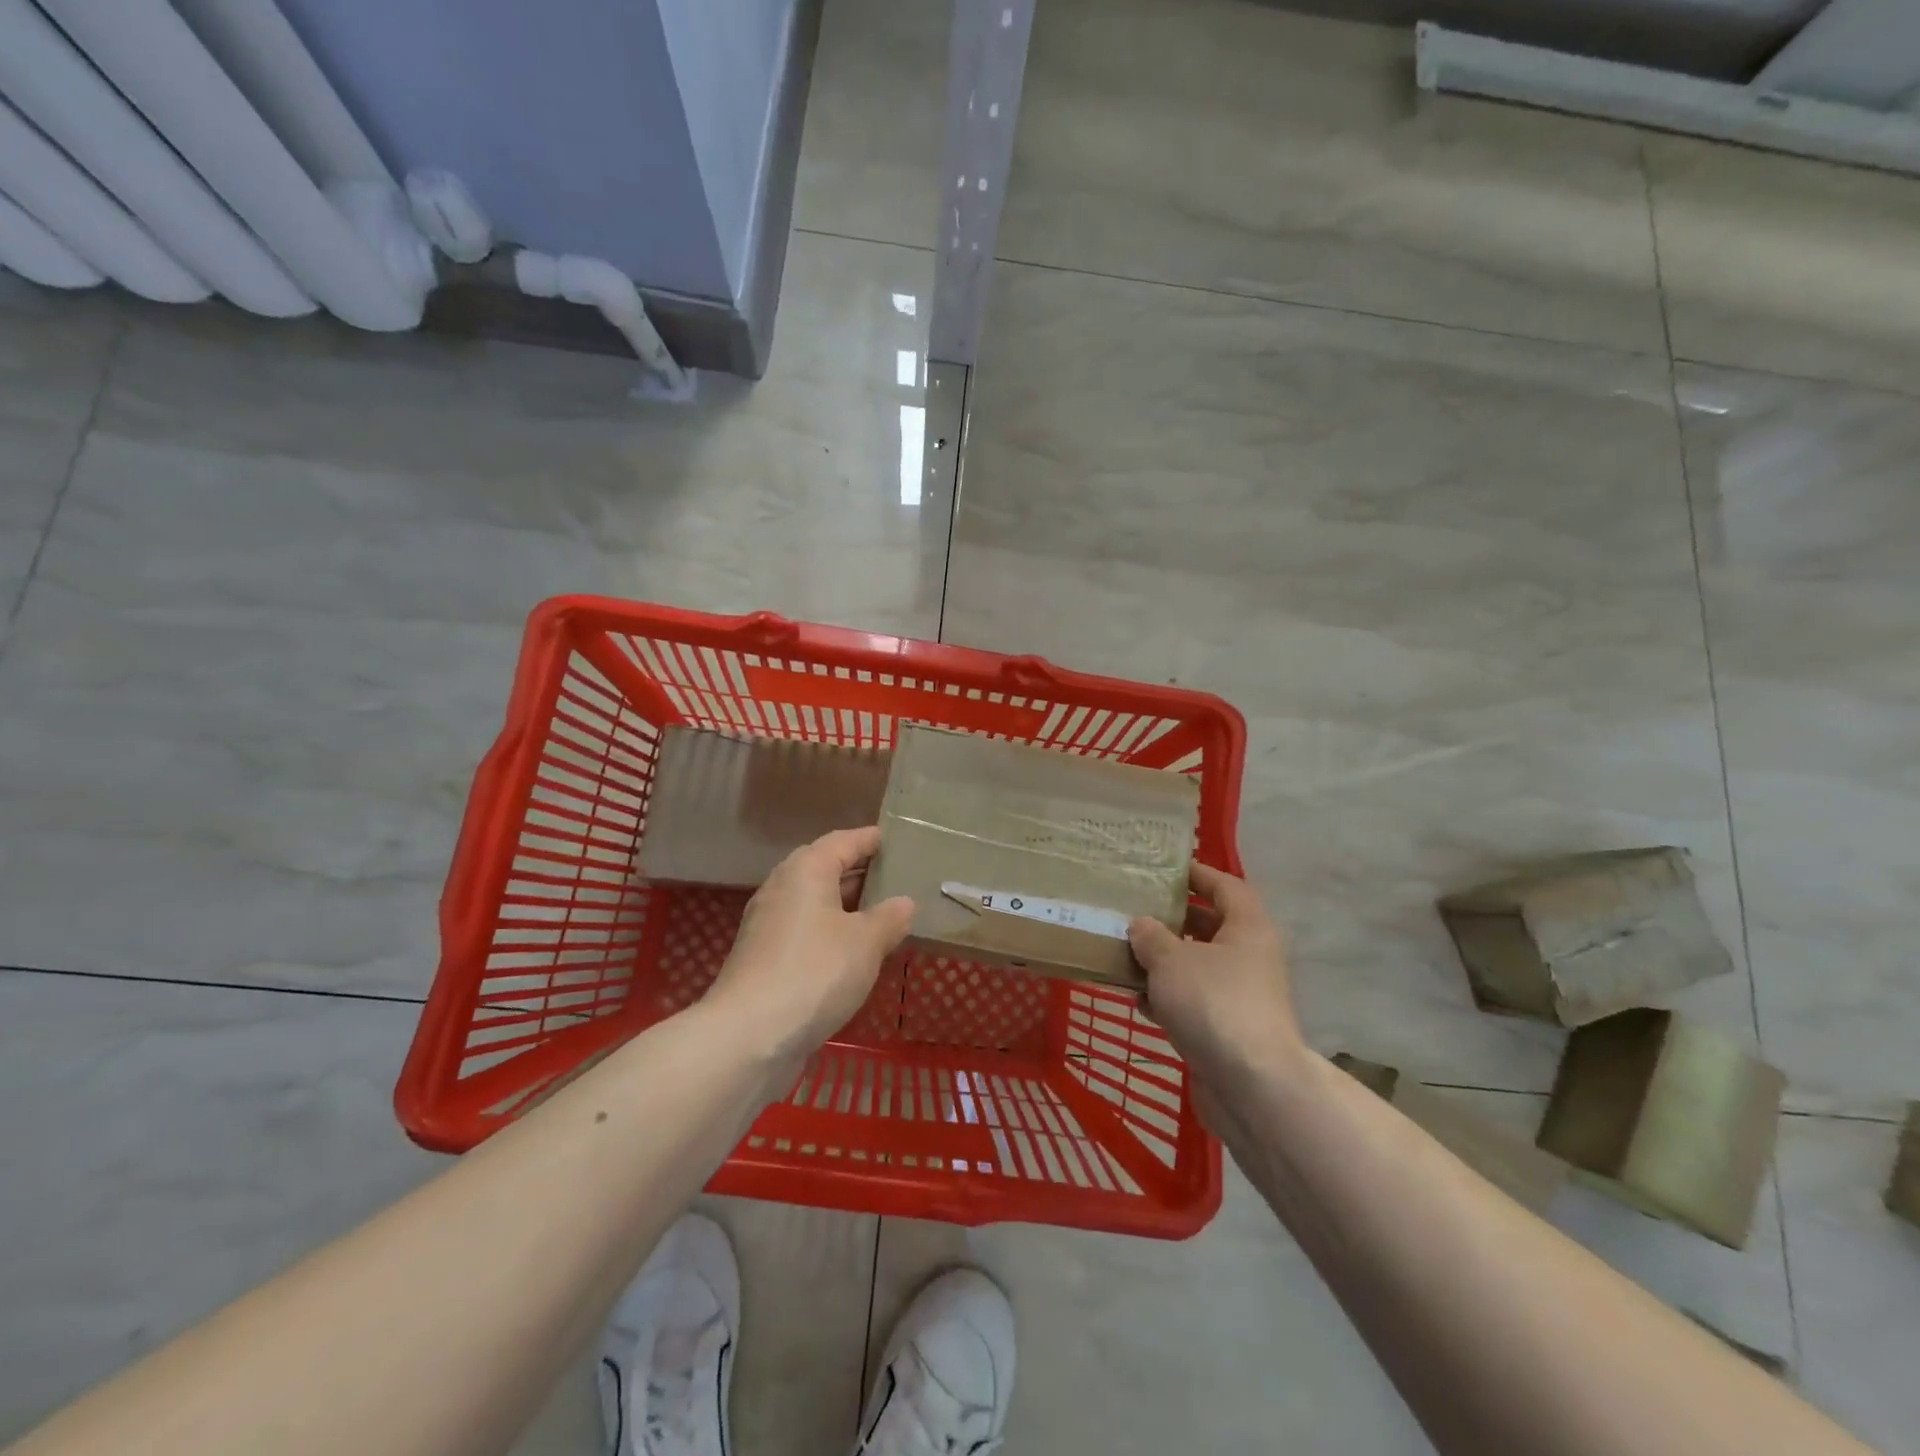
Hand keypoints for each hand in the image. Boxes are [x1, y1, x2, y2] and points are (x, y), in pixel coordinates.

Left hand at [703, 826, 914, 1075]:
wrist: (749, 1035)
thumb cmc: (816, 972)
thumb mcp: (866, 942)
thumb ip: (889, 918)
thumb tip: (903, 903)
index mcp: (806, 870)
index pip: (843, 841)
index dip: (870, 839)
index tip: (894, 839)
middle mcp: (782, 888)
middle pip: (824, 868)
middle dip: (858, 871)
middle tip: (894, 876)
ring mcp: (768, 924)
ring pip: (813, 901)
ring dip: (844, 905)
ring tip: (881, 913)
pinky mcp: (763, 958)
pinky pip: (805, 930)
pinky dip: (830, 931)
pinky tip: (852, 951)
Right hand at [1127, 865, 1304, 1138]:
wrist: (1252, 1087)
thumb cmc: (1214, 1003)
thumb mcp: (1171, 960)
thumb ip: (1150, 936)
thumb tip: (1141, 925)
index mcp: (1248, 927)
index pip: (1224, 886)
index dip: (1196, 874)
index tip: (1163, 869)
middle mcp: (1250, 956)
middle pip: (1209, 926)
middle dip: (1171, 920)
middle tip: (1132, 911)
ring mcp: (1241, 996)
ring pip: (1197, 966)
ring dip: (1164, 962)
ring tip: (1125, 955)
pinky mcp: (1228, 1030)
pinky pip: (1193, 1001)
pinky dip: (1168, 999)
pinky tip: (1139, 1002)